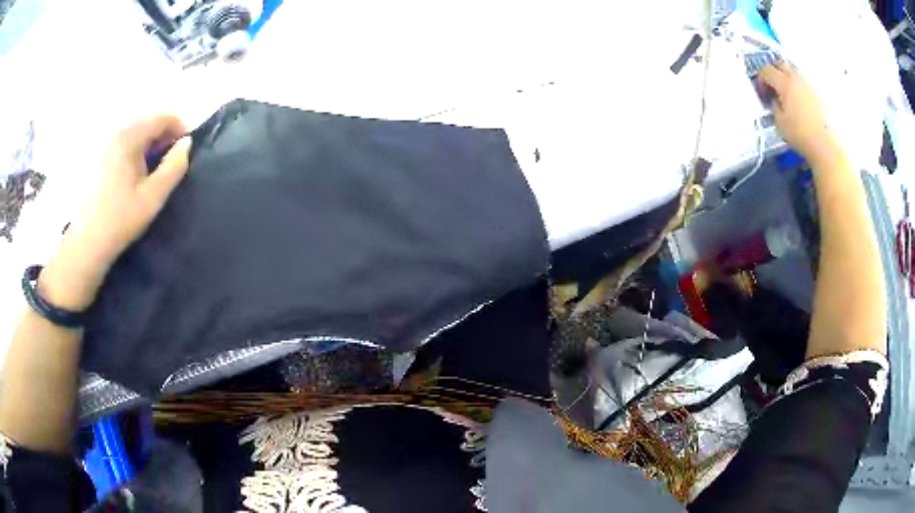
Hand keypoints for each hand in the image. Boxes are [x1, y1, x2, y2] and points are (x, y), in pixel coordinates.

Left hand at [39, 115, 191, 310]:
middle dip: (165, 137)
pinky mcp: (101, 157)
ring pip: (138, 133)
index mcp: (130, 137)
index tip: (186, 151)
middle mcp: (118, 133)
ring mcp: (107, 144)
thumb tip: (187, 143)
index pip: (163, 118)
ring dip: (152, 145)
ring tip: (155, 171)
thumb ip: (174, 167)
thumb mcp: (153, 196)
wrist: (88, 242)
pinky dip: (138, 151)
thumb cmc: (121, 219)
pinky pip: (127, 143)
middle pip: (149, 123)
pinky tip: (137, 174)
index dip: (180, 129)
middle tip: (172, 163)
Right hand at [758, 61, 840, 164]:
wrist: (826, 145)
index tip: (762, 92)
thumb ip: (774, 106)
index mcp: (784, 83)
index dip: (760, 79)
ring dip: (787, 79)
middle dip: (773, 72)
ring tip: (788, 95)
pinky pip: (804, 84)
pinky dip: (799, 88)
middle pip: (780, 63)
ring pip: (793, 72)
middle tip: (772, 87)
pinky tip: (800, 103)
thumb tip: (775, 99)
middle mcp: (796, 78)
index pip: (766, 71)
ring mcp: (809, 84)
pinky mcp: (818, 94)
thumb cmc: (800, 135)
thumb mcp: (779, 123)